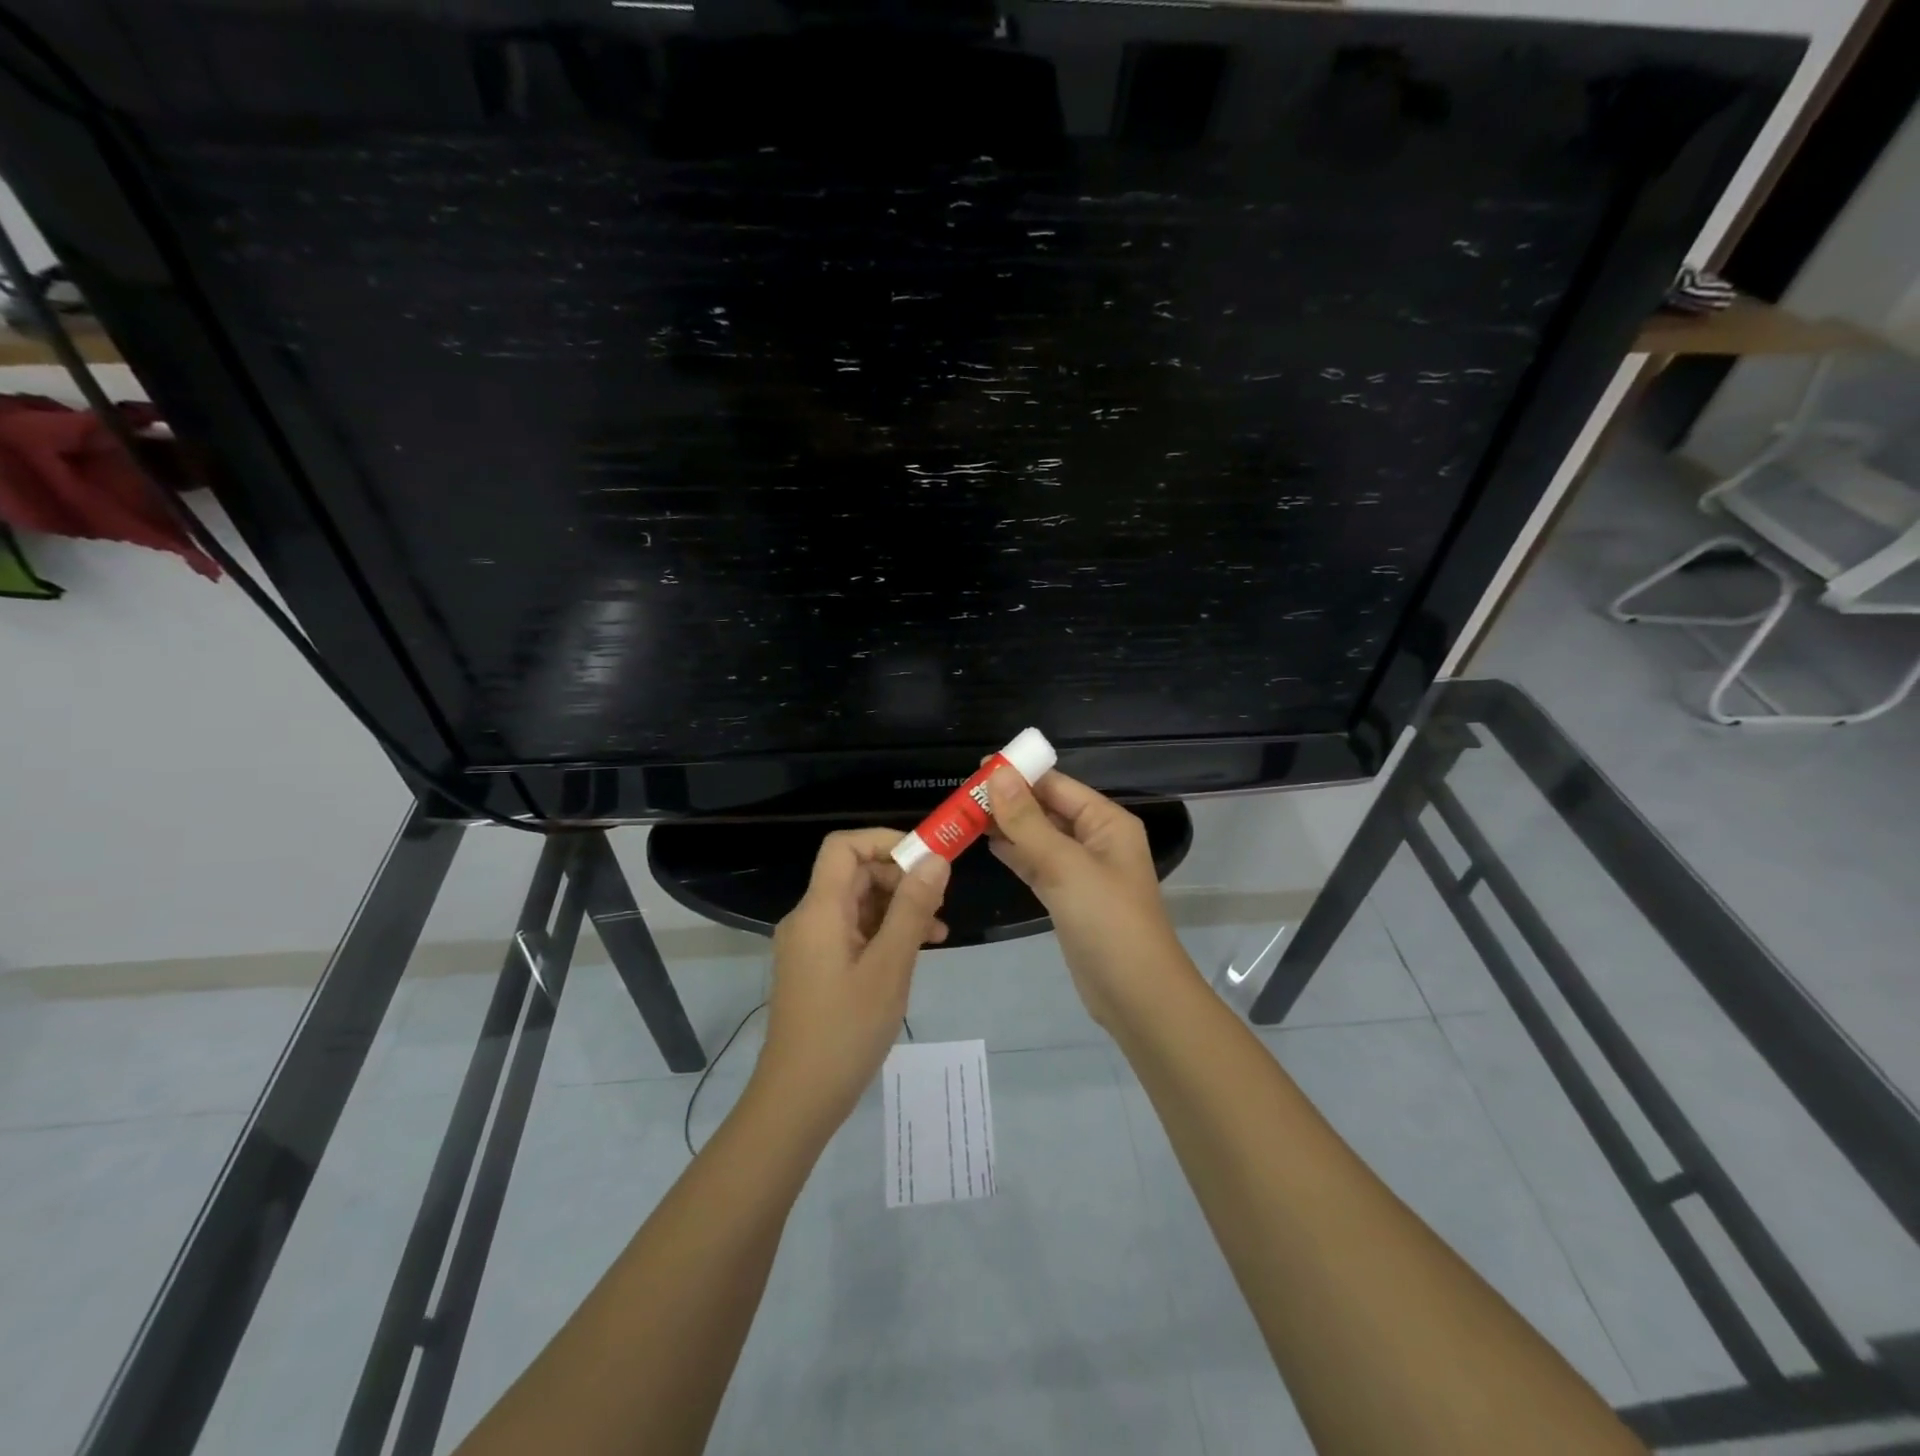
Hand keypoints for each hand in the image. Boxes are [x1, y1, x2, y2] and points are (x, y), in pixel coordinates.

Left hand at [754, 829, 950, 1133]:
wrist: (798, 1100)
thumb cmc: (846, 1031)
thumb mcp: (889, 967)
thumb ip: (912, 909)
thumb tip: (936, 860)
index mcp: (819, 910)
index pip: (844, 847)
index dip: (885, 842)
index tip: (927, 860)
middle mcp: (810, 918)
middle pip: (855, 874)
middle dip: (900, 878)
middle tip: (940, 900)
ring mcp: (812, 945)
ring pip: (859, 904)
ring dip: (898, 908)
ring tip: (939, 930)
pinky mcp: (818, 967)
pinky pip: (854, 932)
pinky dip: (885, 933)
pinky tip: (917, 950)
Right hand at [986, 767, 1197, 1028]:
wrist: (1135, 995)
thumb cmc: (1107, 920)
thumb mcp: (1066, 865)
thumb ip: (1028, 821)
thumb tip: (997, 775)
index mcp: (1106, 822)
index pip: (1057, 785)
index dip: (1020, 774)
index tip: (976, 769)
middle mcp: (1096, 839)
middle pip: (1047, 809)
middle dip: (1009, 800)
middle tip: (962, 795)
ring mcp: (1082, 870)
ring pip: (1039, 837)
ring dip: (1007, 827)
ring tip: (965, 815)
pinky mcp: (1068, 897)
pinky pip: (1037, 864)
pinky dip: (1014, 854)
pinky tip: (986, 844)